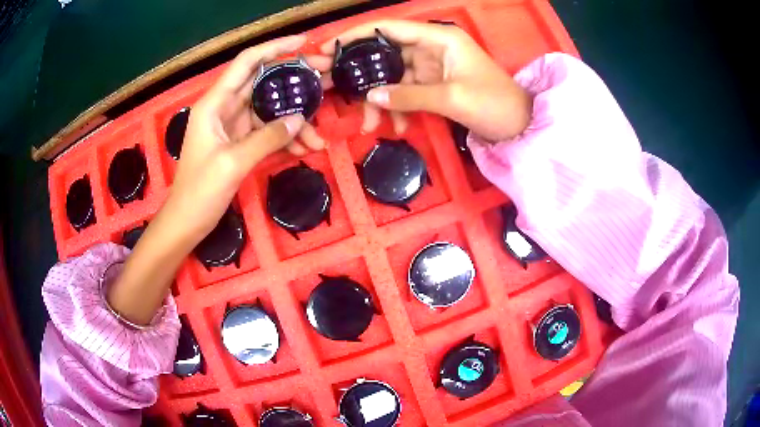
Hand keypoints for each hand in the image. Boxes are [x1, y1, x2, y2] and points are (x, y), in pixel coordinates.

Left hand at [169, 34, 324, 239]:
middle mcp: (225, 108)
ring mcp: (233, 126)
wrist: (187, 221)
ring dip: (294, 119)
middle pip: (263, 82)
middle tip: (326, 78)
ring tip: (320, 131)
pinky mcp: (240, 143)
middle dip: (294, 79)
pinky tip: (304, 149)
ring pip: (269, 111)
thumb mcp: (233, 162)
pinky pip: (267, 133)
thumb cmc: (200, 191)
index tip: (305, 43)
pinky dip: (285, 139)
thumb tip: (300, 120)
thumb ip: (268, 138)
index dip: (275, 48)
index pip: (247, 63)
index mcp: (215, 103)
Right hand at [315, 20, 531, 139]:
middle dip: (363, 73)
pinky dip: (399, 108)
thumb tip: (371, 97)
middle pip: (387, 54)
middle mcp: (432, 47)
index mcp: (440, 38)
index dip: (359, 35)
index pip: (391, 28)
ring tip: (368, 124)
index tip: (330, 47)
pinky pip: (407, 92)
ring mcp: (432, 67)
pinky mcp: (435, 85)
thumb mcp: (451, 99)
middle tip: (332, 87)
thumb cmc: (493, 104)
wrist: (519, 126)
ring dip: (381, 99)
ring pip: (394, 77)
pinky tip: (397, 127)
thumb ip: (409, 95)